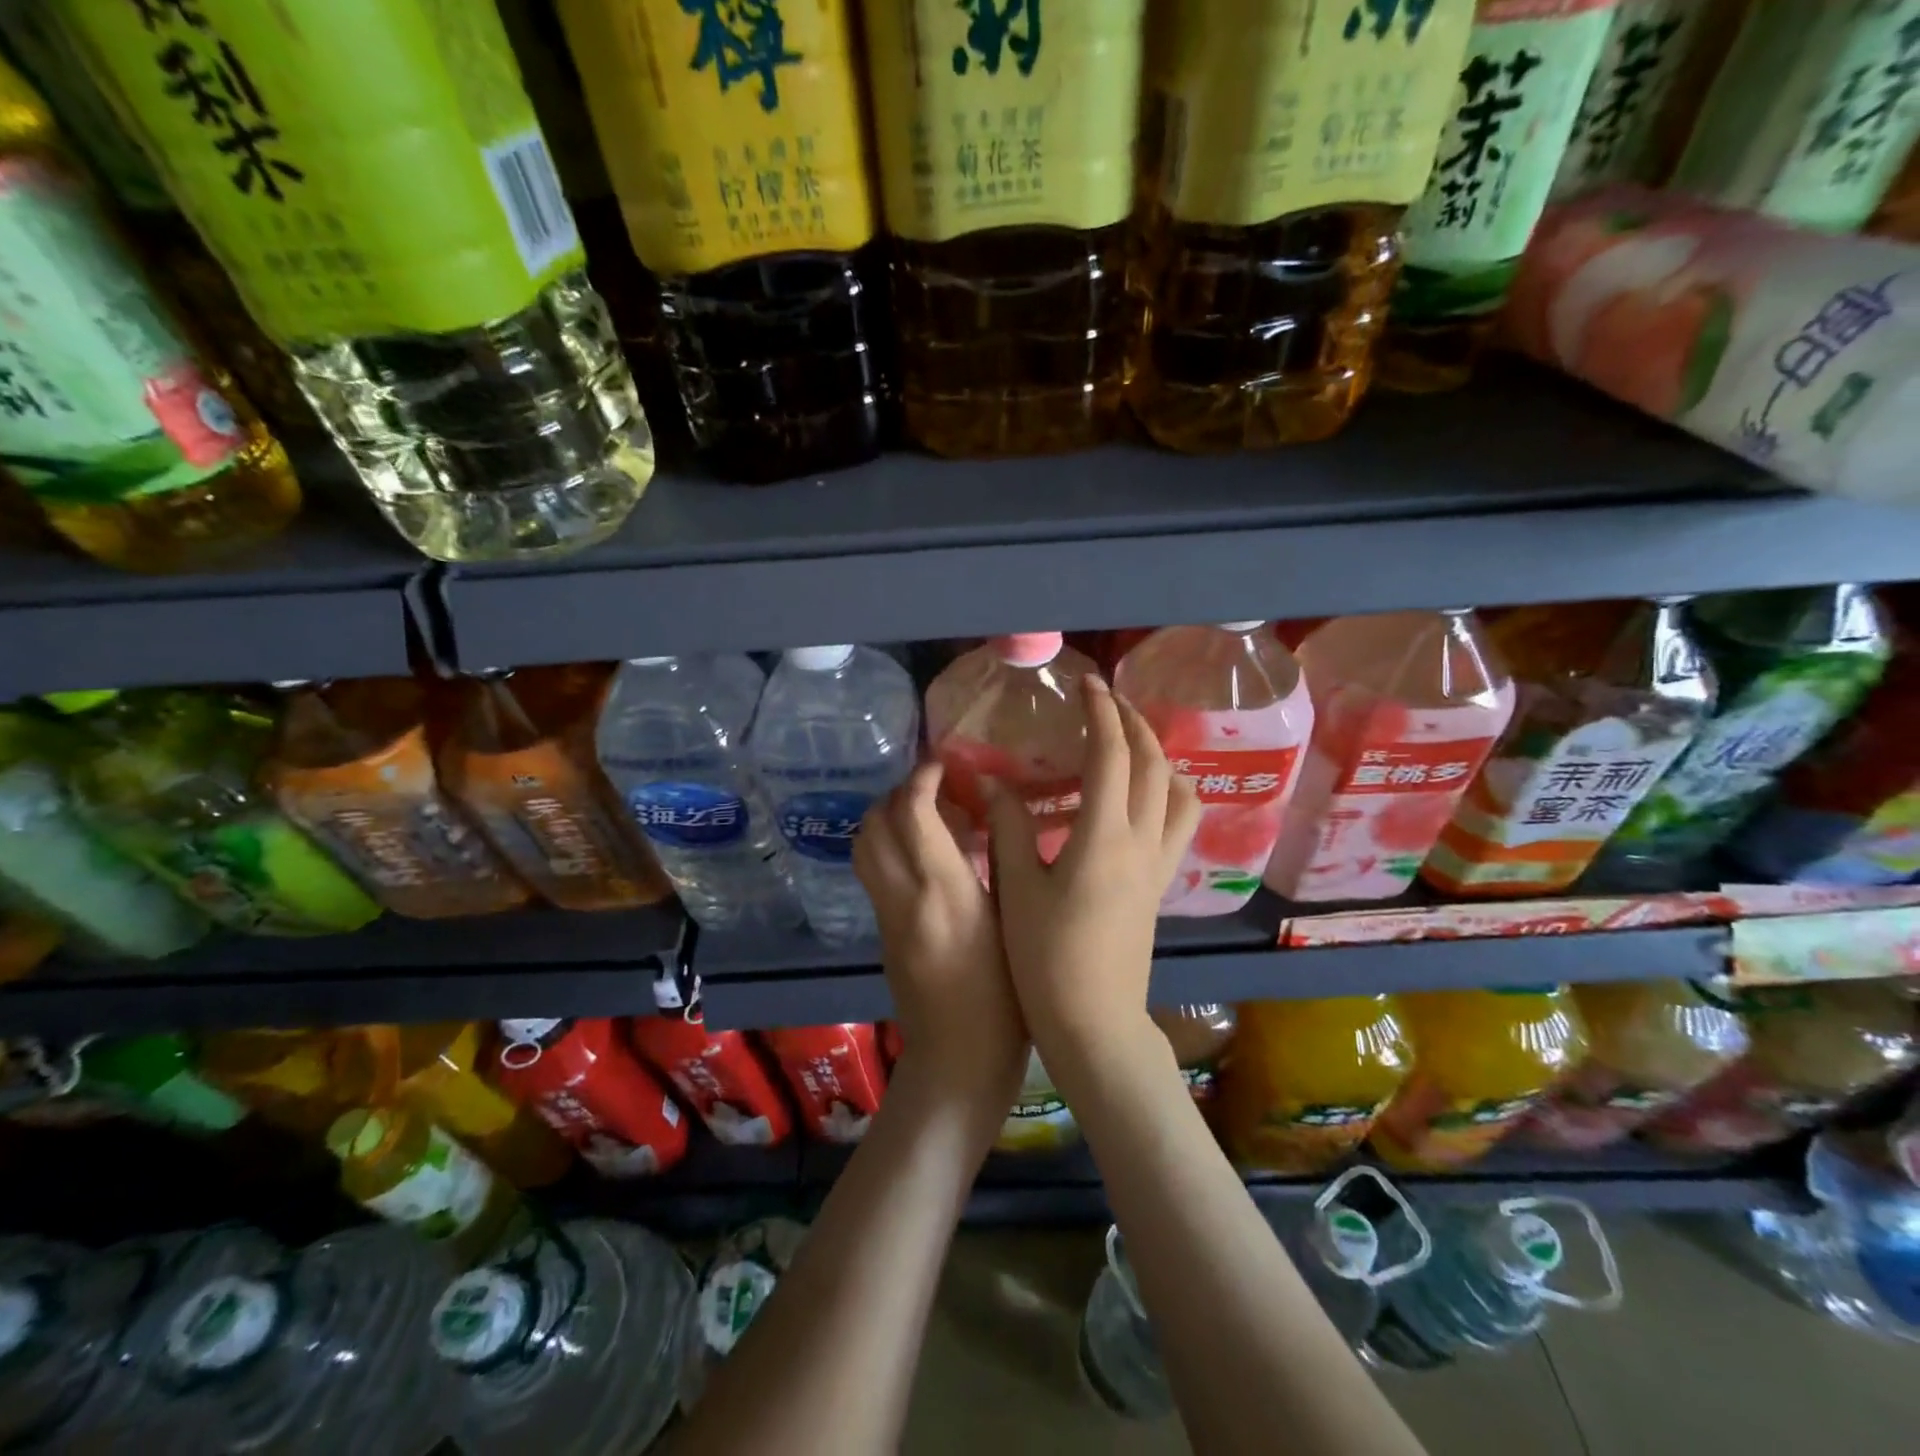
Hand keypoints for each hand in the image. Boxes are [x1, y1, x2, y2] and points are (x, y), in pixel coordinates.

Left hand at [854, 762, 1026, 1123]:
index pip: (914, 813)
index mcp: (946, 891)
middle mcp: (905, 896)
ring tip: (924, 815)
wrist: (959, 1061)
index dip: (923, 778)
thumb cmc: (1008, 998)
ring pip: (863, 847)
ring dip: (884, 818)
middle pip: (874, 824)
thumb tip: (992, 815)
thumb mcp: (1016, 924)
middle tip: (933, 788)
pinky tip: (923, 855)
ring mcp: (886, 916)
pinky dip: (886, 847)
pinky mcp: (881, 933)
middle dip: (897, 793)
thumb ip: (1001, 865)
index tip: (943, 765)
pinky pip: (872, 872)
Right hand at [985, 675, 1200, 1062]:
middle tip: (1104, 701)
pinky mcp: (1161, 883)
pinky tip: (1140, 796)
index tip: (1085, 684)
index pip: (1112, 755)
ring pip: (1178, 790)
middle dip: (1132, 721)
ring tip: (1128, 742)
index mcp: (1103, 836)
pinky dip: (1169, 791)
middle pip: (1153, 762)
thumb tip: (994, 781)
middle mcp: (1142, 840)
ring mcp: (1159, 863)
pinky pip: (1180, 821)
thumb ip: (1009, 826)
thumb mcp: (1017, 888)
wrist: (1094, 1021)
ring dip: (1158, 754)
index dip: (1100, 712)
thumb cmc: (1046, 958)